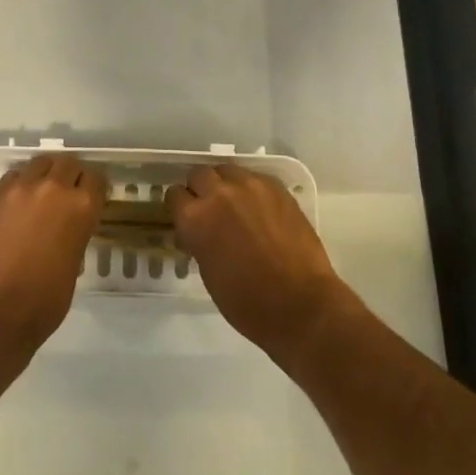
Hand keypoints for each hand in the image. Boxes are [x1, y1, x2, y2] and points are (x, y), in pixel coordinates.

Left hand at [0, 154, 102, 368]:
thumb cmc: (42, 303)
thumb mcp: (73, 268)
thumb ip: (75, 237)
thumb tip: (67, 230)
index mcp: (82, 208)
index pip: (96, 179)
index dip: (94, 188)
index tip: (92, 197)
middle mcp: (54, 188)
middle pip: (68, 163)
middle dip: (71, 176)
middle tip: (67, 194)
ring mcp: (22, 188)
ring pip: (41, 162)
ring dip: (46, 173)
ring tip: (42, 192)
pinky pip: (14, 175)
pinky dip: (21, 182)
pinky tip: (19, 201)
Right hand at [167, 164, 352, 368]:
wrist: (301, 304)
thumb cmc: (247, 302)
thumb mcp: (208, 273)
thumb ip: (199, 241)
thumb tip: (199, 232)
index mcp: (196, 218)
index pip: (174, 195)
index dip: (180, 207)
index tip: (187, 218)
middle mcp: (219, 193)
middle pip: (199, 174)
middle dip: (200, 189)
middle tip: (211, 210)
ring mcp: (250, 186)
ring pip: (227, 170)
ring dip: (225, 184)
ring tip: (236, 205)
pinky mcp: (276, 187)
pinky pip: (255, 177)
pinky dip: (251, 189)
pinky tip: (260, 209)